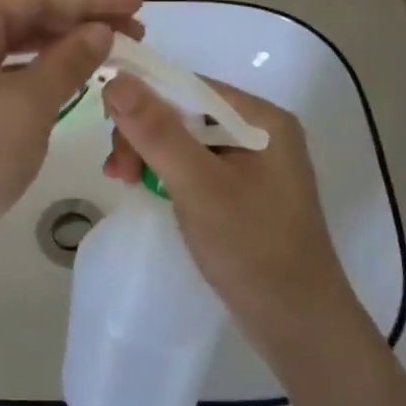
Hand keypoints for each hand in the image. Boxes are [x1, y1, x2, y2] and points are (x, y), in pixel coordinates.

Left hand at [0, 0, 143, 272]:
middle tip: (135, 31)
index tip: (139, 1)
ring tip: (110, 51)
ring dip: (62, 46)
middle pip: (27, 14)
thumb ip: (67, 62)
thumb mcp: (26, 106)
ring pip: (16, 44)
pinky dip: (38, 72)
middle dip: (81, 21)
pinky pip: (4, 70)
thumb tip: (99, 32)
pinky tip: (66, 78)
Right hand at [101, 74, 365, 368]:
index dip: (143, 99)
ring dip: (150, 155)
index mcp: (262, 119)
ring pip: (185, 140)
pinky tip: (146, 190)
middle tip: (118, 173)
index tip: (107, 129)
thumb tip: (116, 79)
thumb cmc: (252, 250)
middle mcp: (260, 131)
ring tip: (124, 183)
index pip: (189, 87)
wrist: (298, 326)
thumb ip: (157, 132)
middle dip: (144, 134)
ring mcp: (253, 163)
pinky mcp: (242, 191)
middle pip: (185, 112)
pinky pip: (194, 166)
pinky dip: (167, 174)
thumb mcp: (199, 186)